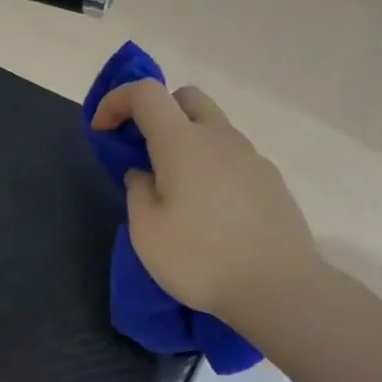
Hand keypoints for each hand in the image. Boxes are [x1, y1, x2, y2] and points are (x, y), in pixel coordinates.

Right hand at [91, 80, 320, 325]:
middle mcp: (220, 138)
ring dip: (185, 141)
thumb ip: (137, 192)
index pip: (145, 93)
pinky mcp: (271, 181)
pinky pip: (232, 157)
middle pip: (186, 98)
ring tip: (174, 189)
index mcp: (183, 143)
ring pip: (212, 127)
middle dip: (156, 112)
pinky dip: (210, 165)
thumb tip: (144, 174)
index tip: (102, 131)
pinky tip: (208, 209)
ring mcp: (251, 157)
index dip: (116, 101)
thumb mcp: (146, 232)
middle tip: (142, 152)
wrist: (279, 287)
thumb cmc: (201, 259)